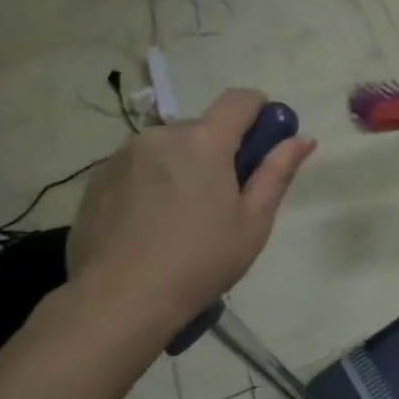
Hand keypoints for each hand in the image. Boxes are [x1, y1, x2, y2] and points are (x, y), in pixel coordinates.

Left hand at [67, 89, 315, 328]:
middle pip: (203, 128)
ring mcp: (123, 155)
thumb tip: (302, 139)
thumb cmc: (200, 260)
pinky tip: (151, 225)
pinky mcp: (97, 179)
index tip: (266, 143)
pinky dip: (152, 183)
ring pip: (169, 148)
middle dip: (220, 151)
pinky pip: (138, 167)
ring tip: (183, 218)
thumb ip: (277, 172)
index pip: (241, 99)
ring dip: (184, 166)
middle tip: (225, 199)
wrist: (119, 299)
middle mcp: (161, 135)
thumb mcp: (253, 222)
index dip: (261, 112)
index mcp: (204, 141)